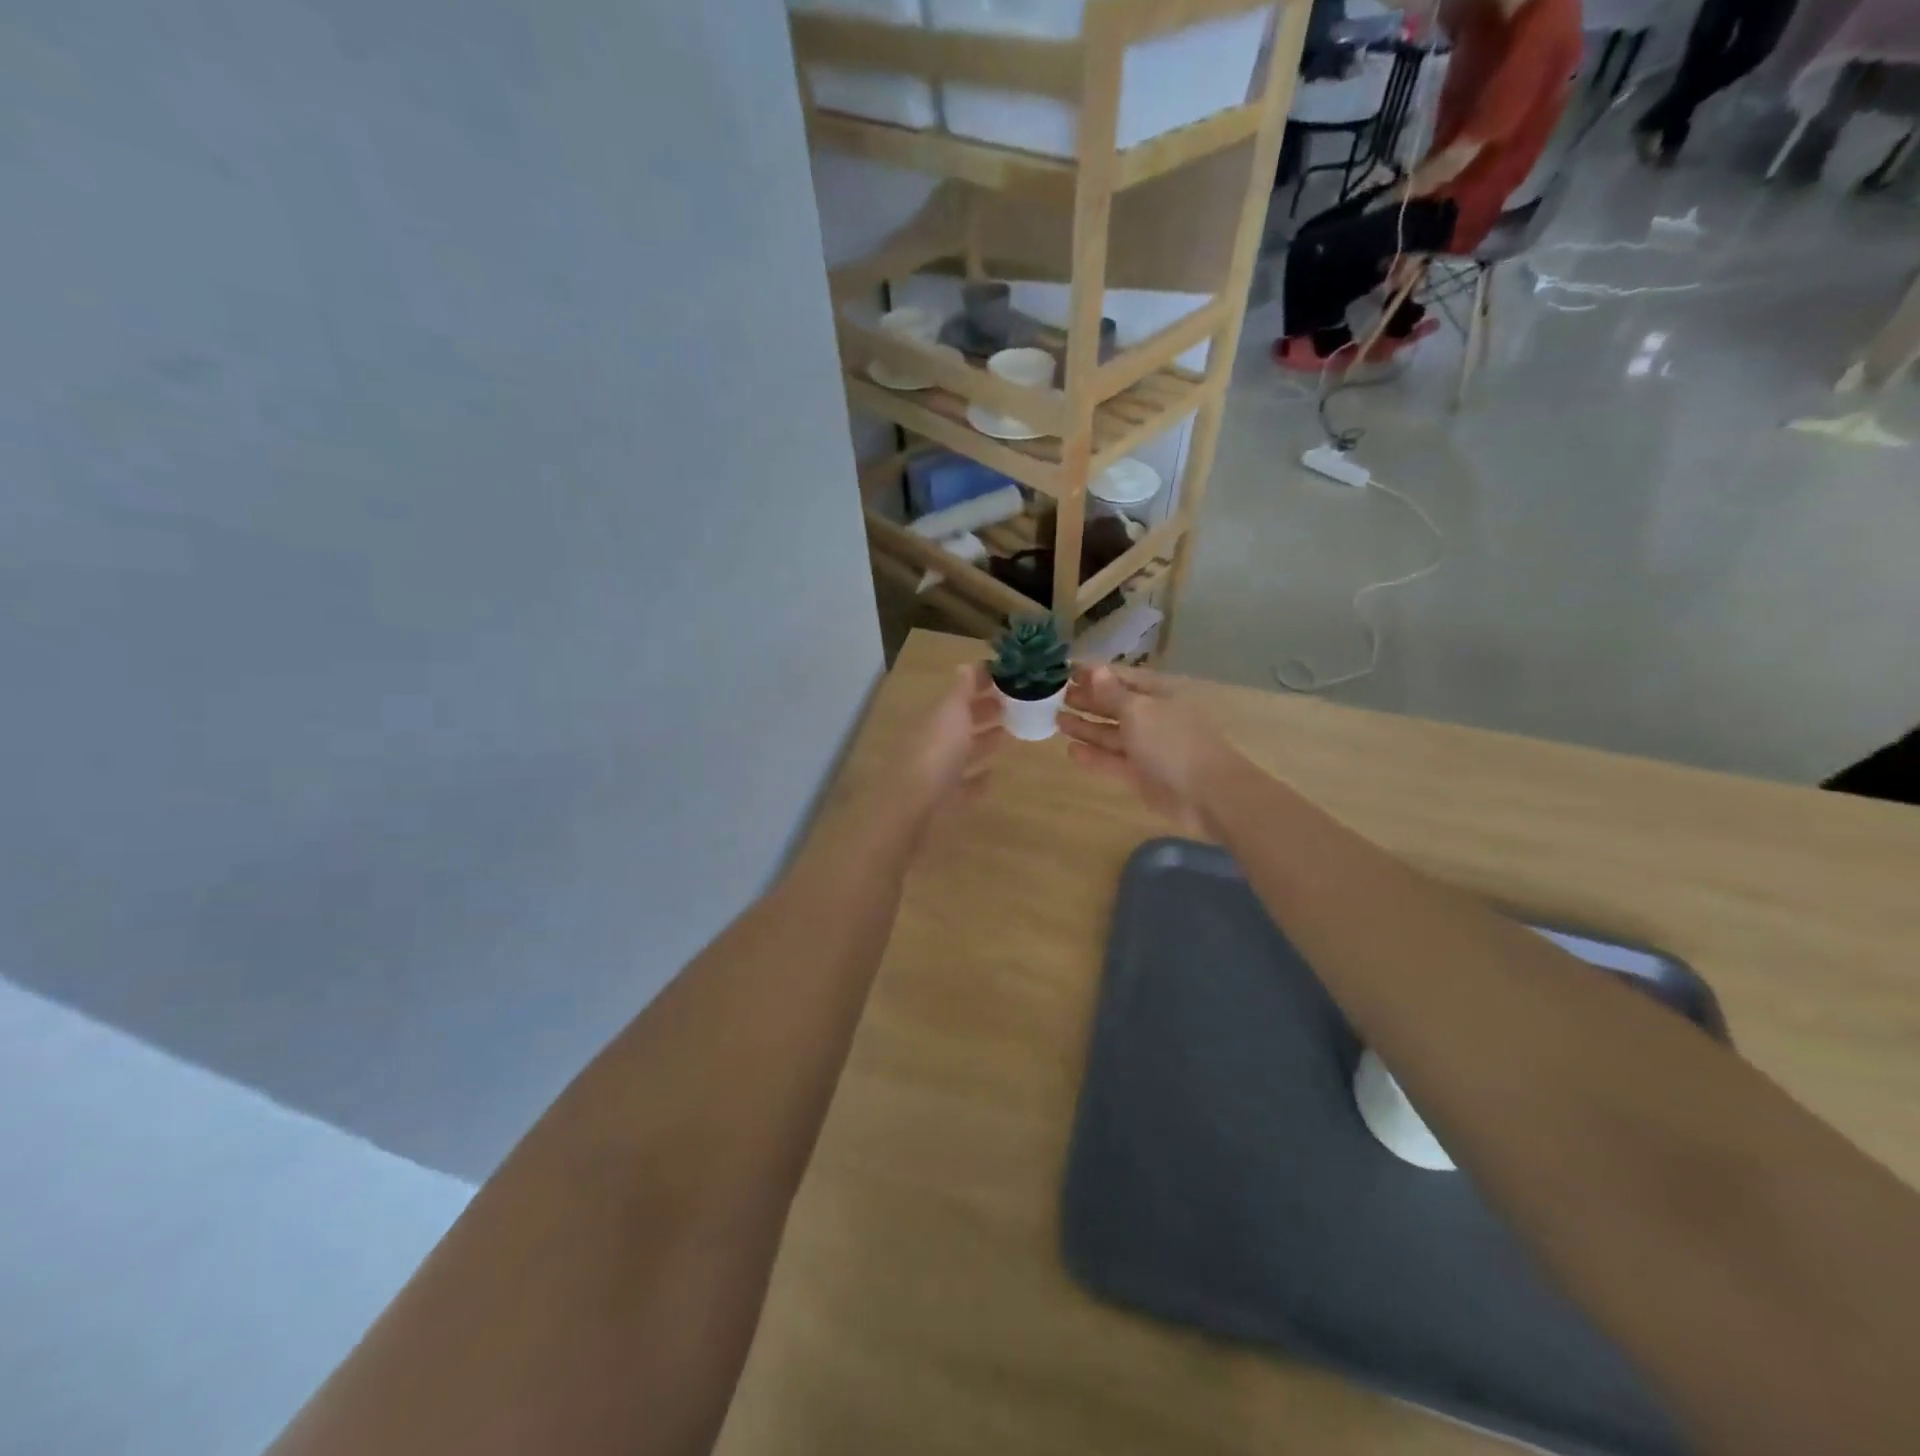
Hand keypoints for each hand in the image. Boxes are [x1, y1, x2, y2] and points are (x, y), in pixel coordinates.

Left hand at [893, 663, 1005, 842]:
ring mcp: (938, 772)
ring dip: (985, 741)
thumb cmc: (936, 753)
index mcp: (936, 717)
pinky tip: (992, 775)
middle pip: (962, 721)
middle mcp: (935, 741)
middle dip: (986, 710)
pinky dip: (977, 779)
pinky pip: (964, 786)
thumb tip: (966, 665)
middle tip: (1017, 704)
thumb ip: (961, 690)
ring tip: (1011, 734)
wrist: (912, 807)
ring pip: (965, 751)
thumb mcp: (951, 713)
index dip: (982, 683)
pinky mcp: (945, 801)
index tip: (1009, 678)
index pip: (960, 693)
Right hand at [1060, 665, 1235, 835]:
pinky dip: (1092, 754)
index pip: (1120, 677)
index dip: (1093, 674)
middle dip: (1086, 699)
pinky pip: (1111, 759)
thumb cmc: (1172, 742)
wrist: (1206, 794)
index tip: (1063, 671)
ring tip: (1055, 719)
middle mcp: (1150, 716)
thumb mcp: (1139, 711)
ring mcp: (1145, 746)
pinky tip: (1070, 749)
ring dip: (1084, 726)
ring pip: (1110, 732)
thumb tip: (1093, 669)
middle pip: (1113, 704)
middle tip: (1052, 695)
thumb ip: (1111, 694)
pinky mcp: (1139, 773)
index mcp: (1157, 693)